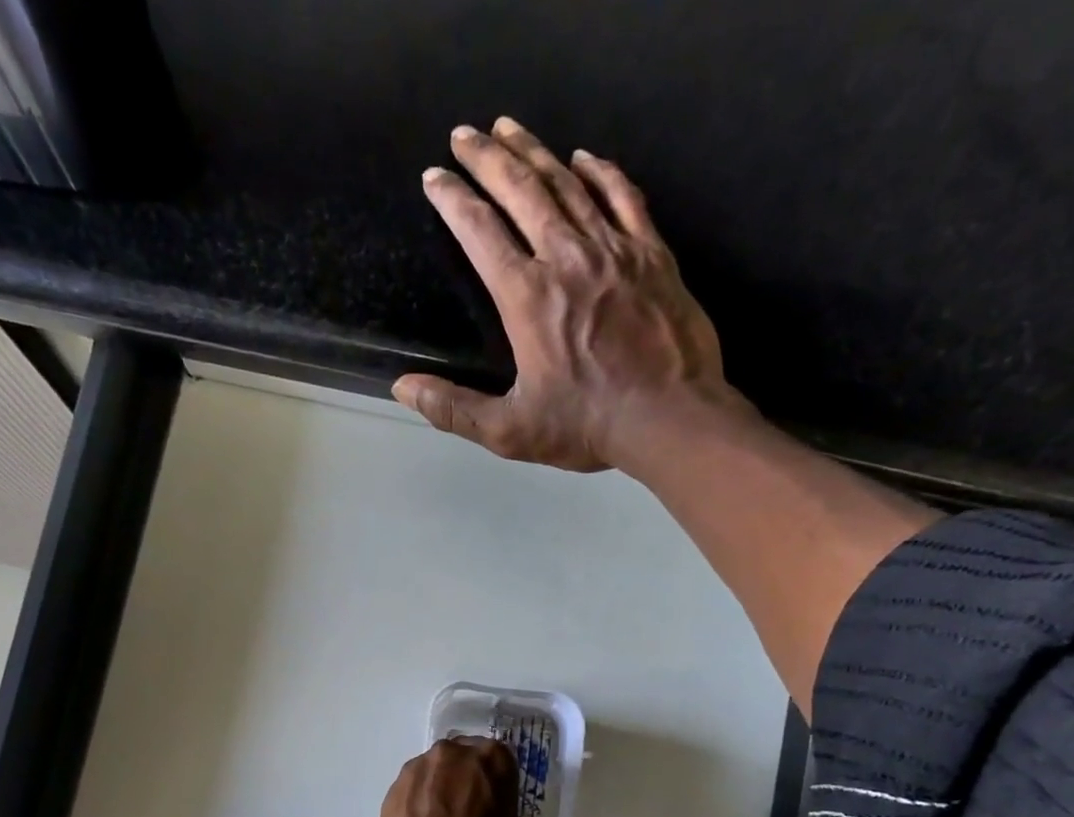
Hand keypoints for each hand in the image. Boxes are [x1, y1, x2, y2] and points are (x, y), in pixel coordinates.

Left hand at [375, 736, 519, 816]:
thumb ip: (498, 809)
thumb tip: (486, 811)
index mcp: (492, 760)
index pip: (496, 759)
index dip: (493, 782)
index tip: (491, 802)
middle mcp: (453, 754)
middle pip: (459, 760)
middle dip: (461, 781)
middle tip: (464, 814)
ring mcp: (417, 770)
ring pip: (431, 774)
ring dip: (435, 792)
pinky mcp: (391, 791)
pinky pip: (410, 793)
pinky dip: (414, 807)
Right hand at [393, 118, 735, 471]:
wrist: (669, 416)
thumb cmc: (588, 426)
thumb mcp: (511, 430)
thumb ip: (454, 409)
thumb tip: (403, 389)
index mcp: (526, 297)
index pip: (480, 232)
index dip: (453, 200)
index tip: (435, 178)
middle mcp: (566, 258)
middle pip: (520, 190)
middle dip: (487, 158)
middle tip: (465, 134)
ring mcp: (613, 249)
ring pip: (567, 183)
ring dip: (534, 152)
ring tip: (510, 128)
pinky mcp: (651, 253)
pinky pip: (623, 196)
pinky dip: (600, 172)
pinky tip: (584, 158)